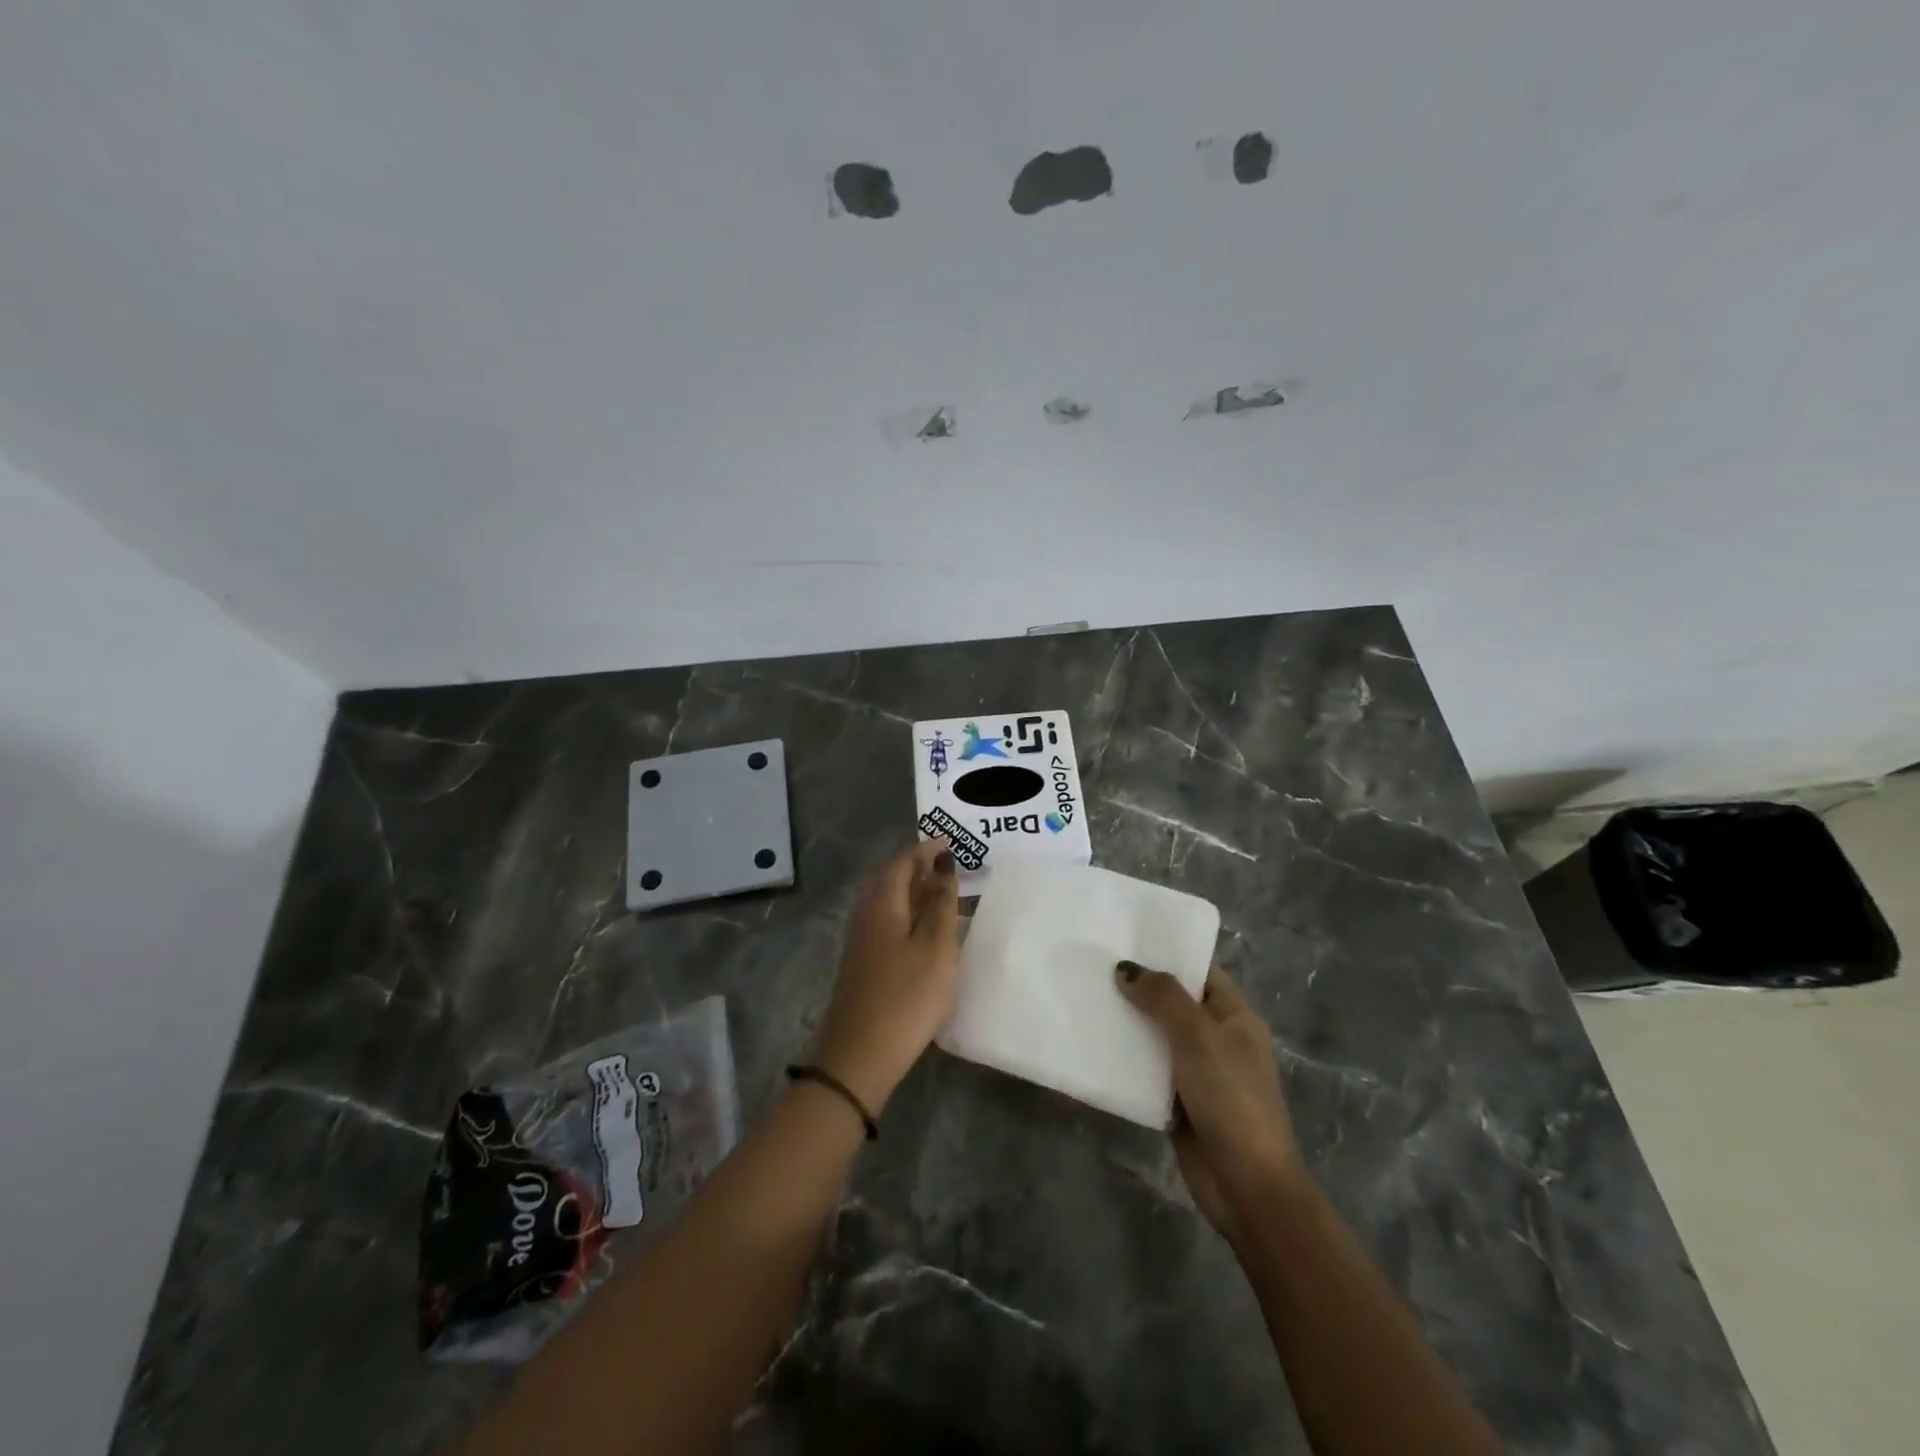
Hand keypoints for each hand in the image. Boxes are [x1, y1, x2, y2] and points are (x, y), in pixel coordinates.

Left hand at [812, 841, 961, 1115]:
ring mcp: (860, 941)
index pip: (901, 861)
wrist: (859, 1056)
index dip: (925, 849)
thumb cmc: (906, 997)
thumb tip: (942, 863)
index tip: (952, 842)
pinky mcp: (862, 963)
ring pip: (885, 900)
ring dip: (910, 889)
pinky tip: (923, 929)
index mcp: (882, 904)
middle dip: (916, 865)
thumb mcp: (936, 947)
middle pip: (888, 877)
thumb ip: (941, 903)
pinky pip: (885, 920)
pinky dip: (905, 911)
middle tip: (946, 864)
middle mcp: (865, 914)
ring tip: (939, 892)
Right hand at [1117, 963, 1308, 1240]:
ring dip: (1127, 1023)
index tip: (1124, 938)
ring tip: (1084, 1000)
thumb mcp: (1199, 1038)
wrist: (1247, 1186)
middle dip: (1138, 987)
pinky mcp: (1177, 1101)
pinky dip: (1124, 1060)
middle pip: (1173, 1002)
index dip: (1168, 953)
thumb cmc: (1232, 1100)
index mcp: (1234, 1016)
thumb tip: (1125, 969)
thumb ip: (1164, 998)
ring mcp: (1196, 1072)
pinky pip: (1146, 1071)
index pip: (1200, 971)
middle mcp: (1217, 1038)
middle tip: (1093, 966)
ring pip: (1156, 1036)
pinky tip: (1091, 1046)